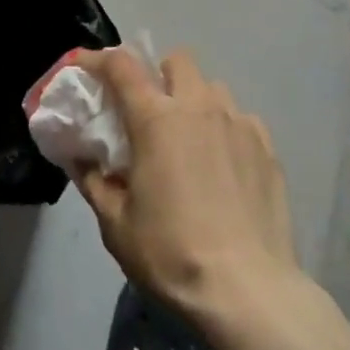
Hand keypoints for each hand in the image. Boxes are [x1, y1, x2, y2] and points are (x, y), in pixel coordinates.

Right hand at [76, 47, 298, 322]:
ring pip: (212, 87)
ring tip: (189, 138)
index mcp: (156, 118)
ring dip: (194, 100)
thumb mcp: (115, 223)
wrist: (247, 291)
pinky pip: (241, 119)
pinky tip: (222, 164)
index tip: (84, 67)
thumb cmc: (170, 253)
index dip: (98, 59)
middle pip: (177, 60)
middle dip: (158, 74)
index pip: (121, 65)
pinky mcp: (267, 148)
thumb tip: (81, 160)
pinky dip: (225, 129)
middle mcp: (198, 107)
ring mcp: (238, 124)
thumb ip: (94, 181)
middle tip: (148, 110)